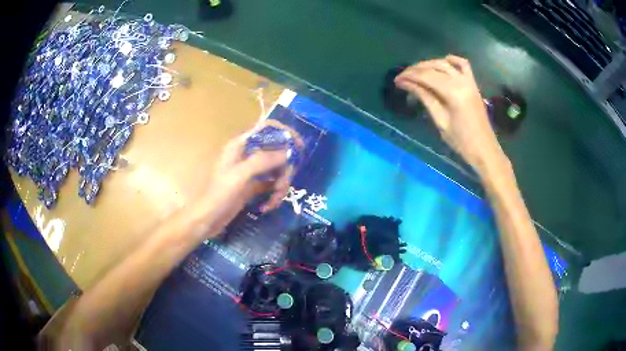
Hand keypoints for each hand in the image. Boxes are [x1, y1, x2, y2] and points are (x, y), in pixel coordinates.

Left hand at [200, 125, 293, 236]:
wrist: (207, 220)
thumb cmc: (219, 195)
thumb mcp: (240, 176)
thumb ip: (262, 161)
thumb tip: (288, 152)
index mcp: (241, 145)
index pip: (267, 129)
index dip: (285, 133)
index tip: (299, 147)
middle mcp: (248, 155)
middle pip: (277, 153)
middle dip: (284, 171)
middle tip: (282, 187)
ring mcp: (251, 171)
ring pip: (277, 171)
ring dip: (280, 187)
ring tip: (273, 202)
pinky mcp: (253, 186)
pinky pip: (272, 185)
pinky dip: (273, 195)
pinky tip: (266, 207)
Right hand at [395, 55, 505, 172]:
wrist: (484, 149)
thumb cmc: (461, 141)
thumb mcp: (440, 120)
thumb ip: (425, 97)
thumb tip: (406, 83)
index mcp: (453, 93)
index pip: (426, 76)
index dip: (409, 76)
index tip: (396, 80)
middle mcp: (461, 81)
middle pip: (434, 67)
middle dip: (416, 69)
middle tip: (403, 76)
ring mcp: (469, 81)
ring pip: (445, 63)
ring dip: (429, 64)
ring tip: (416, 71)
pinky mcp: (473, 84)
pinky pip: (463, 65)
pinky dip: (452, 60)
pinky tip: (442, 61)